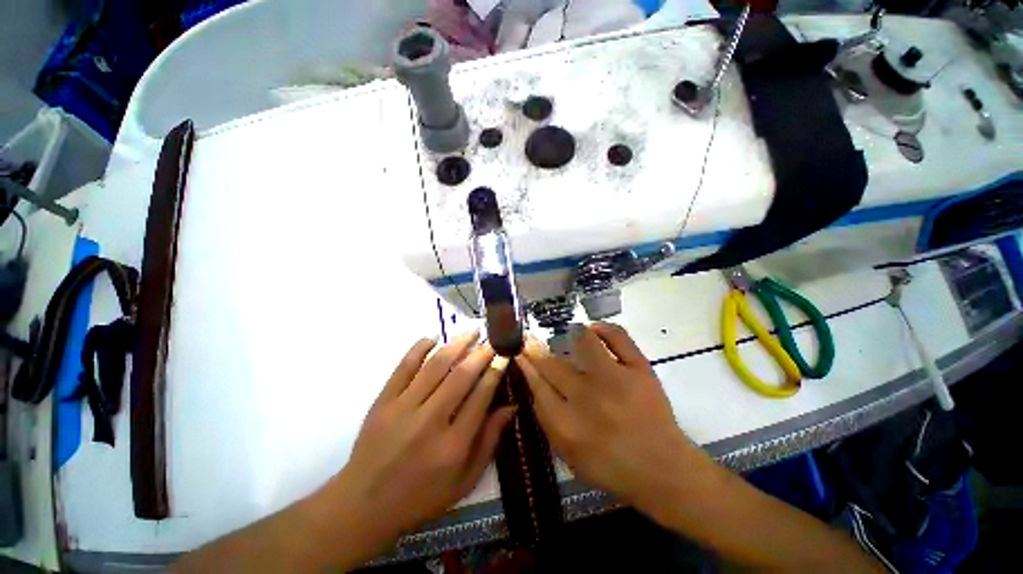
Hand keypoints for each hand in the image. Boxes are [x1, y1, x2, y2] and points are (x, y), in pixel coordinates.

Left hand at [327, 331, 514, 550]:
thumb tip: (511, 407)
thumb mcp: (464, 482)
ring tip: (470, 331)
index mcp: (453, 446)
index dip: (495, 372)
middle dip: (480, 353)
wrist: (363, 505)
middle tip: (491, 339)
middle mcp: (430, 422)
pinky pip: (403, 367)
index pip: (481, 397)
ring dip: (455, 344)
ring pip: (435, 366)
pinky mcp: (383, 402)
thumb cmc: (421, 497)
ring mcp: (403, 408)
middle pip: (461, 377)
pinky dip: (418, 348)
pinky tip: (433, 337)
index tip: (503, 356)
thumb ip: (489, 442)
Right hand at [516, 323, 703, 515]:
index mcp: (567, 424)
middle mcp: (587, 398)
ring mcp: (615, 380)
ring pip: (583, 343)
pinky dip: (604, 328)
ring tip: (571, 337)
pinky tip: (595, 330)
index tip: (520, 351)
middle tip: (533, 341)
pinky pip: (618, 336)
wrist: (662, 469)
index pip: (537, 385)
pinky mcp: (639, 370)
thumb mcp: (569, 454)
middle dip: (537, 350)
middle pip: (552, 364)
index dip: (526, 364)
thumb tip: (535, 383)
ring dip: (572, 337)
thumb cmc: (611, 466)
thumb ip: (547, 419)